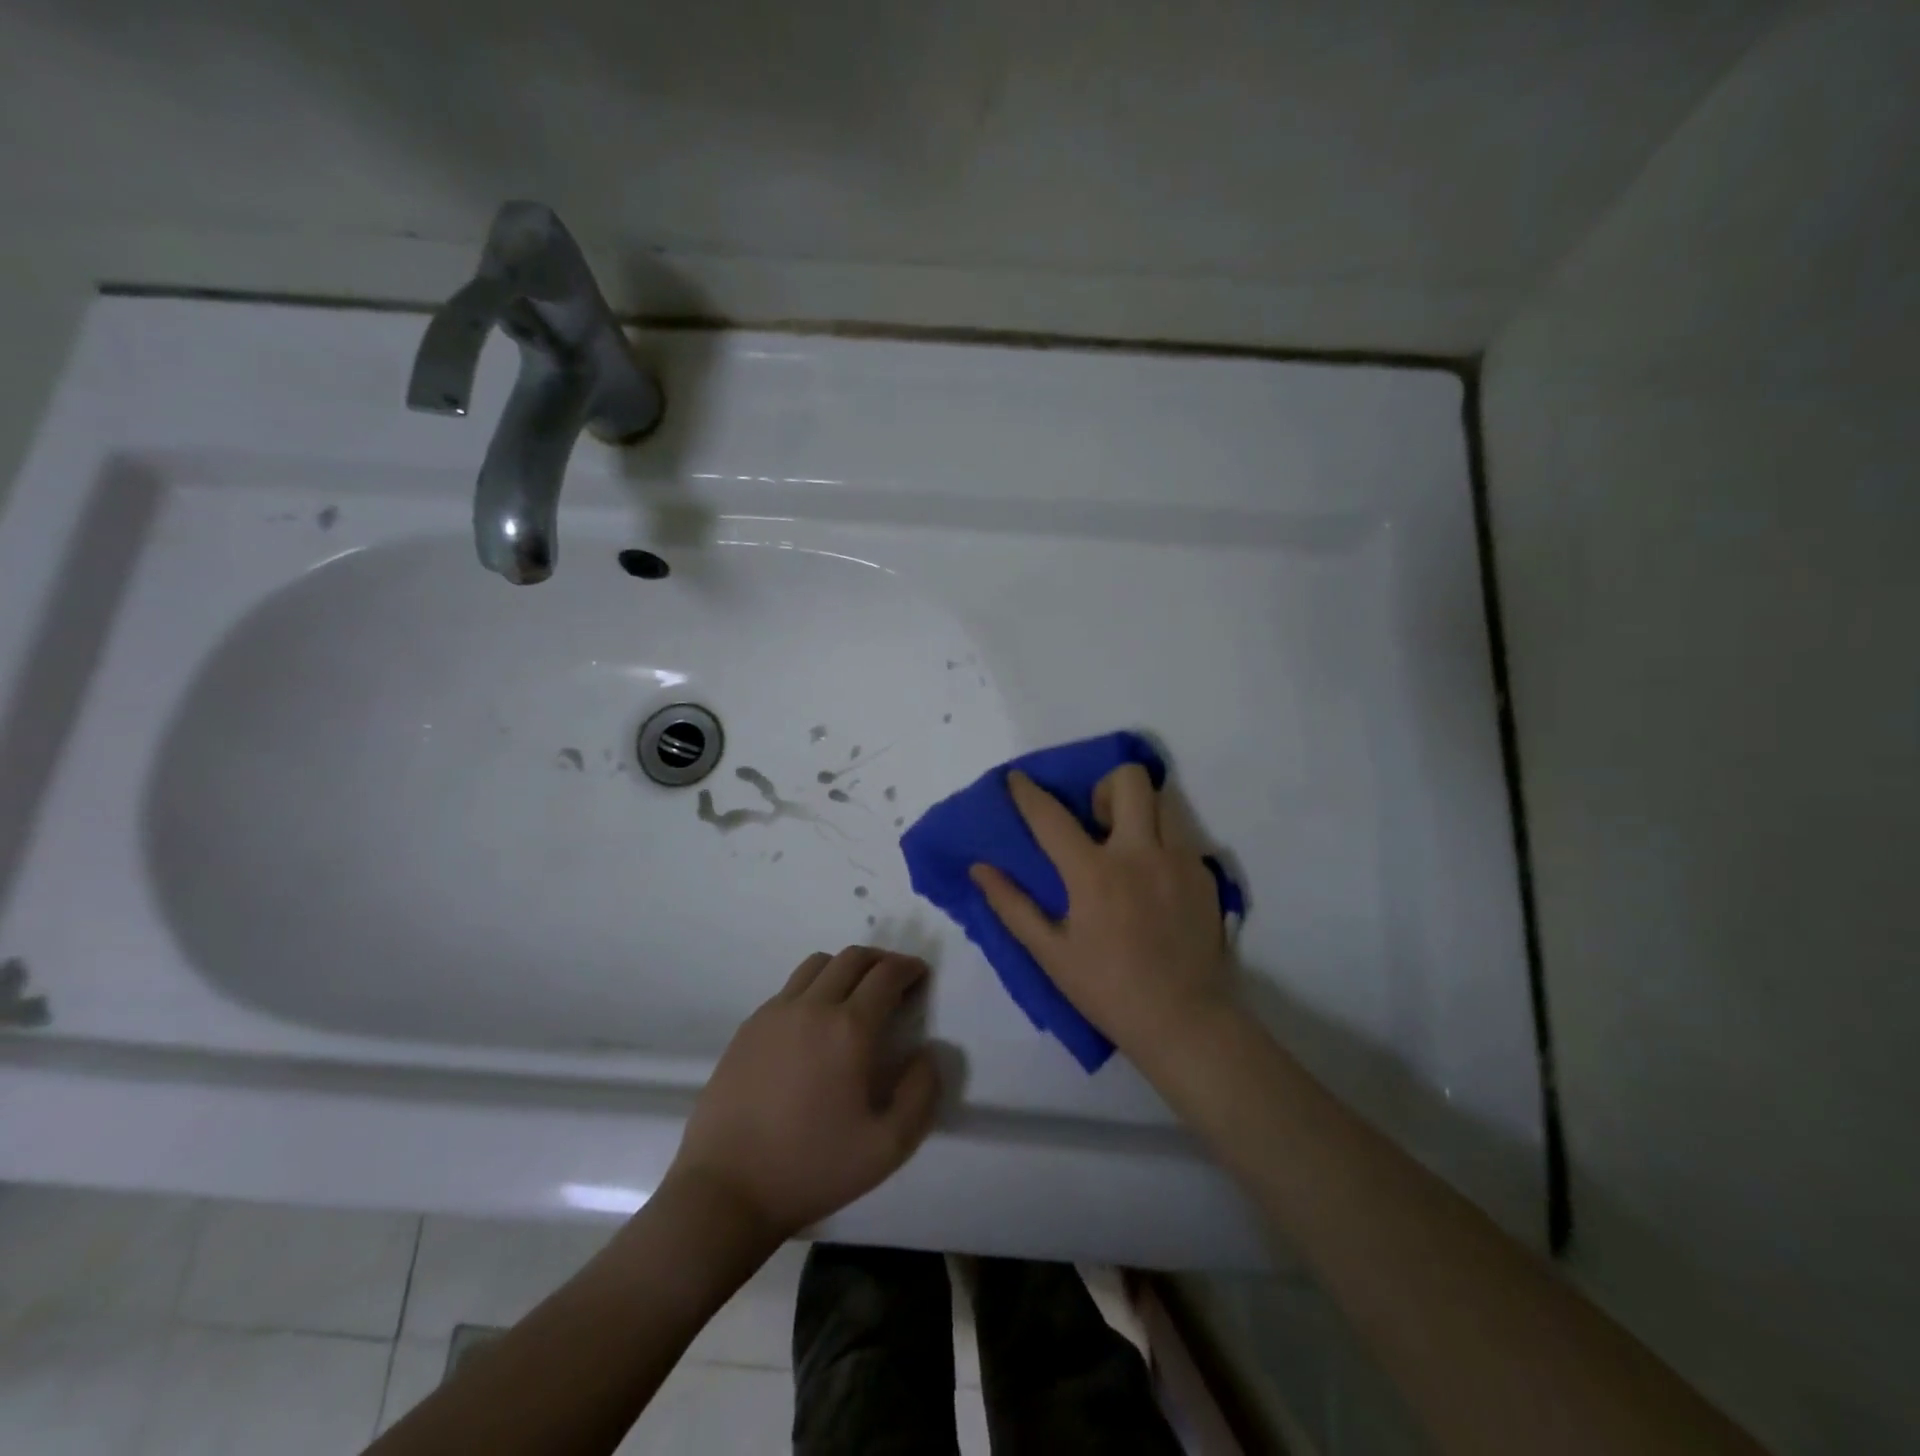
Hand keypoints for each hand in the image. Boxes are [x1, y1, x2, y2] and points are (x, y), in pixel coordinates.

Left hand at [669, 947, 941, 1242]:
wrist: (727, 1190)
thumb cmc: (813, 1169)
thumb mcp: (888, 1147)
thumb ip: (921, 1094)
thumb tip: (927, 1053)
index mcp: (849, 1029)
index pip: (886, 974)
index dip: (909, 967)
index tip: (920, 975)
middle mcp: (812, 1006)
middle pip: (853, 958)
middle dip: (881, 960)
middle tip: (895, 979)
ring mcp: (774, 1013)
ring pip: (817, 964)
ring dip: (845, 967)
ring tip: (856, 993)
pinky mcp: (748, 1027)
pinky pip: (789, 987)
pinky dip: (814, 986)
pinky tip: (815, 1020)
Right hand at [970, 765, 1232, 1062]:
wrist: (1186, 1022)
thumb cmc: (1108, 990)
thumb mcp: (1051, 954)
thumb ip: (1012, 906)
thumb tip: (980, 869)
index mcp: (1095, 874)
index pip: (1051, 817)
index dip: (1028, 793)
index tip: (1016, 778)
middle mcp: (1141, 854)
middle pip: (1129, 780)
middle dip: (1104, 787)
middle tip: (1095, 820)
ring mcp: (1180, 861)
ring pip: (1162, 801)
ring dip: (1137, 810)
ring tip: (1126, 845)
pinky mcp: (1205, 875)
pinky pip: (1181, 837)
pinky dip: (1161, 844)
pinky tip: (1153, 881)